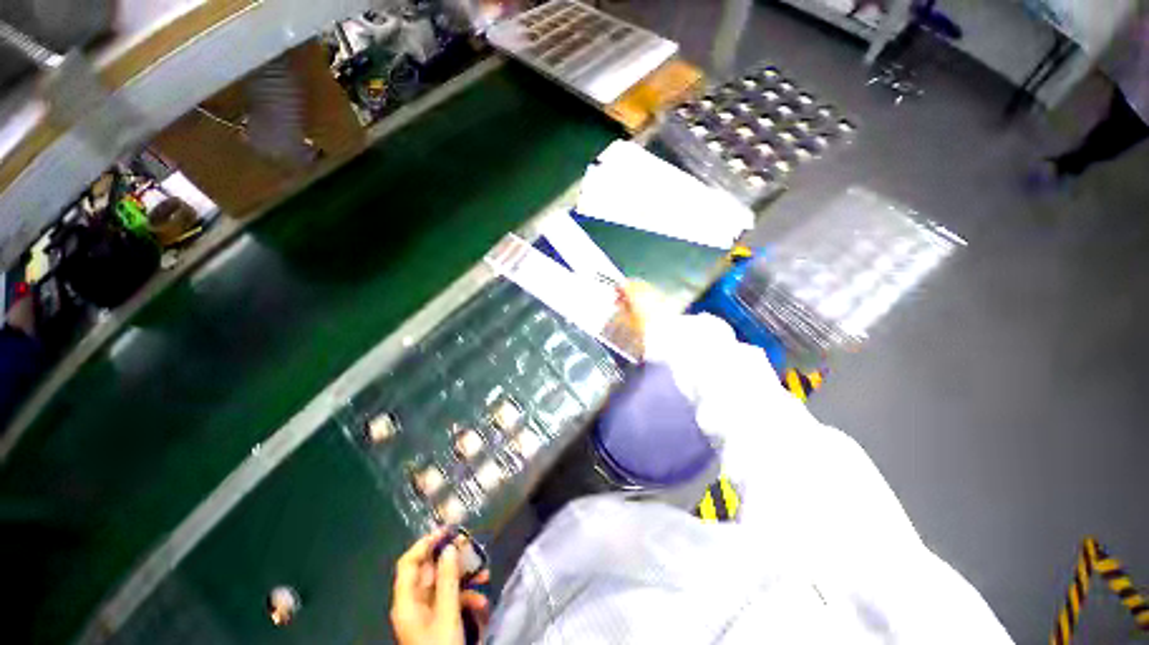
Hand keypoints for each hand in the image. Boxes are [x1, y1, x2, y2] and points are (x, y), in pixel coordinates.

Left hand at [391, 529, 490, 644]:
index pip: (409, 563)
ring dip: (465, 578)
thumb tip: (450, 547)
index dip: (426, 543)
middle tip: (471, 544)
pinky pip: (451, 600)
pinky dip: (466, 596)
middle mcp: (413, 604)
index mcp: (406, 602)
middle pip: (430, 571)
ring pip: (444, 584)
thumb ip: (448, 579)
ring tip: (484, 574)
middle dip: (453, 559)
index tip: (447, 530)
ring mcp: (426, 613)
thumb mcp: (447, 613)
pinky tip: (481, 601)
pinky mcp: (438, 621)